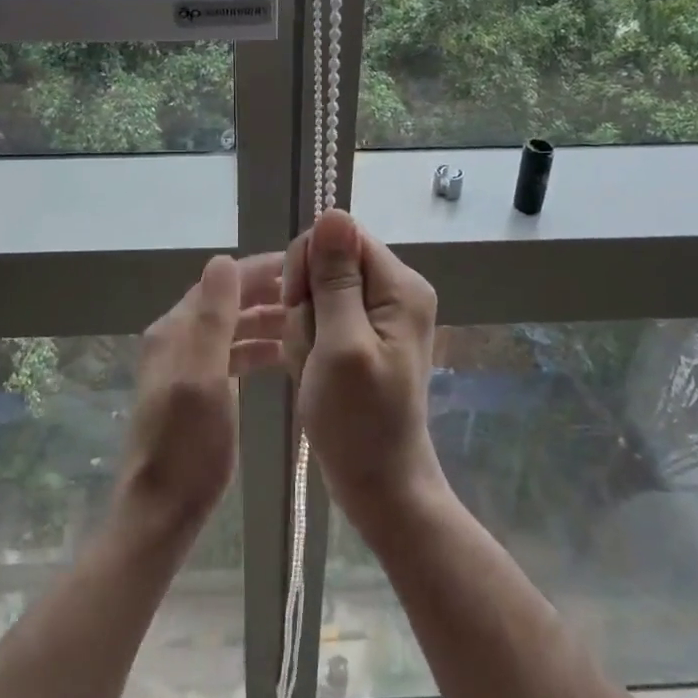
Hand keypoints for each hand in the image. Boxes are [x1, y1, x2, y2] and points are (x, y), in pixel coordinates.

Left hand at [113, 253, 284, 542]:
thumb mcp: (203, 376)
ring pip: (231, 328)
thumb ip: (213, 318)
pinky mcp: (197, 389)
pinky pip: (230, 355)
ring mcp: (185, 365)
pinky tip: (282, 355)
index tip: (304, 263)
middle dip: (267, 293)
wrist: (162, 511)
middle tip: (315, 292)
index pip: (222, 282)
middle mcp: (177, 339)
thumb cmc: (188, 445)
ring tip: (308, 321)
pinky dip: (255, 349)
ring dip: (264, 320)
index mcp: (176, 330)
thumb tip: (222, 259)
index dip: (260, 270)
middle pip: (227, 302)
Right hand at [283, 209, 443, 528]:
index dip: (309, 266)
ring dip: (303, 329)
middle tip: (311, 349)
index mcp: (399, 286)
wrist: (379, 485)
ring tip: (313, 368)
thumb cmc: (358, 421)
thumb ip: (337, 279)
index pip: (340, 237)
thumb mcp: (341, 345)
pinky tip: (312, 371)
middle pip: (327, 263)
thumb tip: (333, 212)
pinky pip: (321, 317)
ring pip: (317, 292)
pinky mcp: (363, 334)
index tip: (299, 309)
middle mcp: (394, 290)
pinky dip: (308, 342)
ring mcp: (379, 313)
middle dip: (305, 303)